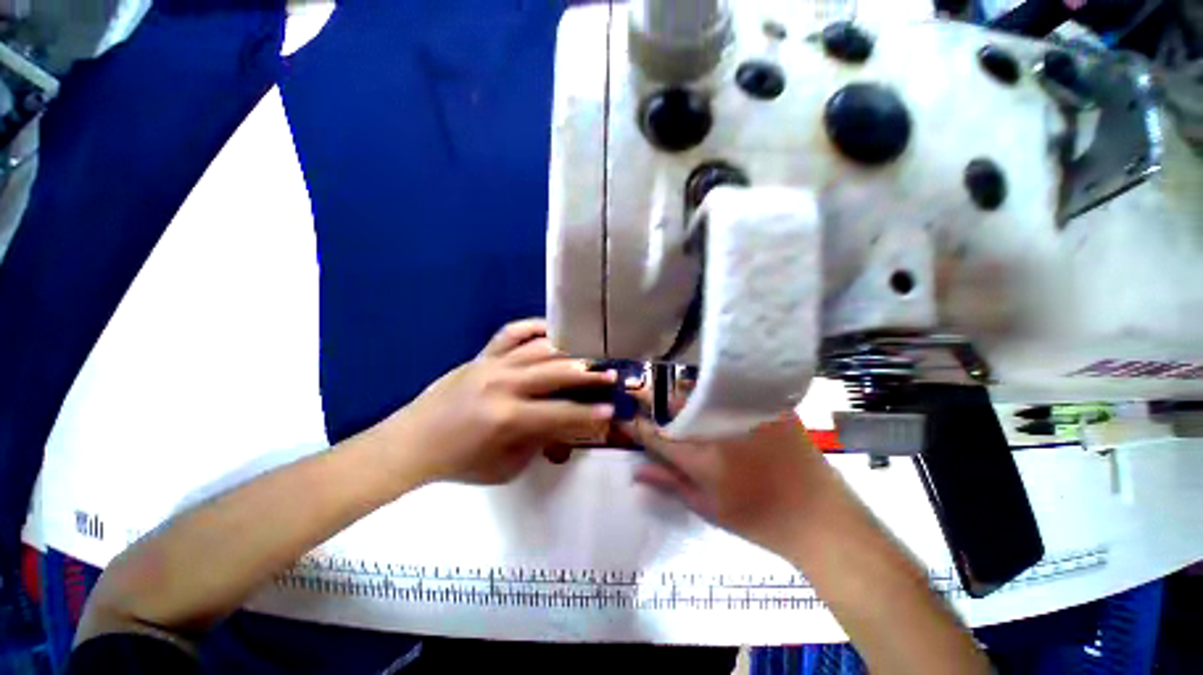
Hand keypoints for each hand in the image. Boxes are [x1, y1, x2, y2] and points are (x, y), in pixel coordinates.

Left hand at [389, 319, 616, 484]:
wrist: (413, 442)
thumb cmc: (461, 462)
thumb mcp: (507, 466)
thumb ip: (541, 443)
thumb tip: (567, 425)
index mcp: (508, 418)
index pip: (561, 414)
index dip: (589, 414)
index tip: (611, 410)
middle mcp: (503, 384)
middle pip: (555, 372)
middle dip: (588, 374)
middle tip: (610, 373)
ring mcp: (492, 364)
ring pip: (539, 348)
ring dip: (569, 350)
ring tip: (589, 352)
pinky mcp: (482, 355)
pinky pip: (512, 332)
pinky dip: (534, 327)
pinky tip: (552, 330)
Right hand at [625, 410, 836, 553]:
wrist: (819, 517)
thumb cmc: (759, 520)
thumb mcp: (708, 507)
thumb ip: (669, 483)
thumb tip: (635, 470)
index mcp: (702, 459)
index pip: (656, 434)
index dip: (636, 423)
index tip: (625, 415)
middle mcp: (719, 430)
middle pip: (675, 404)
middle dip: (657, 402)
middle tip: (653, 405)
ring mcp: (746, 413)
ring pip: (700, 391)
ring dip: (684, 394)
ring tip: (683, 403)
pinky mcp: (768, 405)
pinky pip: (731, 389)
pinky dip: (714, 391)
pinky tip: (713, 398)